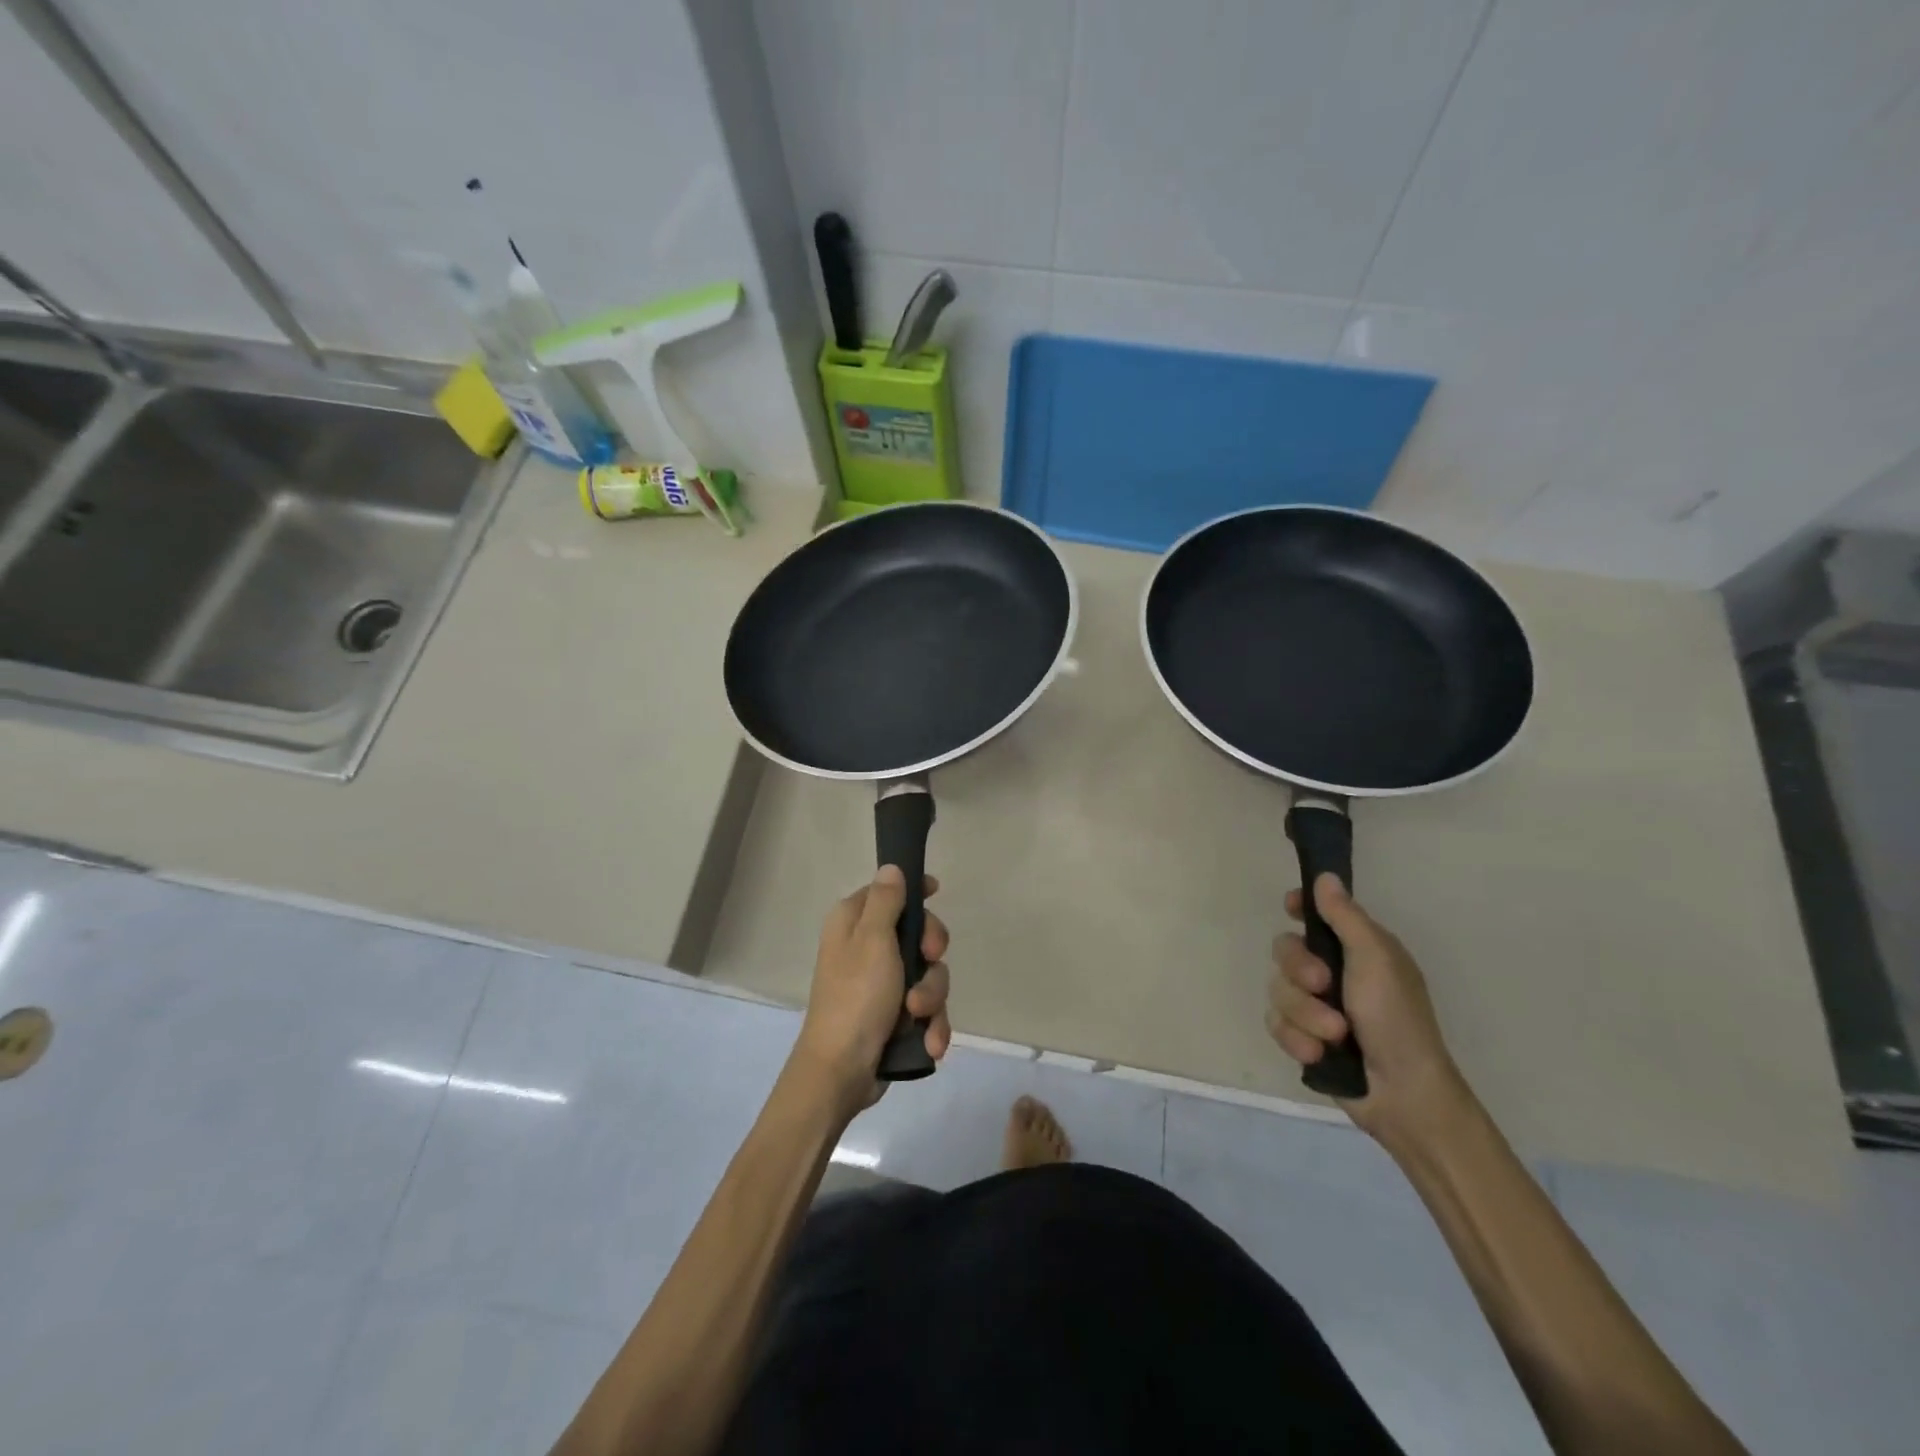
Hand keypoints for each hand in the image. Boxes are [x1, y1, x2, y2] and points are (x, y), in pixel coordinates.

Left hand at [790, 865, 951, 1118]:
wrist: (841, 1072)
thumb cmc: (856, 997)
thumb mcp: (872, 940)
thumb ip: (886, 901)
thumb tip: (891, 867)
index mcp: (853, 923)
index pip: (889, 891)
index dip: (915, 892)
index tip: (936, 893)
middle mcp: (866, 948)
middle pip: (917, 933)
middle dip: (930, 955)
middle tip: (929, 961)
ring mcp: (881, 984)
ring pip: (927, 974)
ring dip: (931, 997)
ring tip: (919, 1016)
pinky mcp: (893, 1016)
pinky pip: (926, 1008)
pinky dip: (930, 1024)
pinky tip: (929, 1042)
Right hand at [1267, 873, 1472, 1146]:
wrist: (1403, 1093)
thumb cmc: (1396, 1018)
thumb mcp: (1375, 959)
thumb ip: (1345, 917)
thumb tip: (1325, 876)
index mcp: (1356, 949)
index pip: (1317, 914)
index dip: (1300, 907)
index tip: (1292, 908)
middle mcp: (1333, 972)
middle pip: (1285, 950)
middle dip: (1299, 970)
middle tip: (1324, 985)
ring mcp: (1316, 1006)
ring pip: (1279, 990)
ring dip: (1304, 1013)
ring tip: (1334, 1035)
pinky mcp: (1303, 1036)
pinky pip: (1276, 1024)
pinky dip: (1297, 1038)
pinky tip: (1318, 1053)